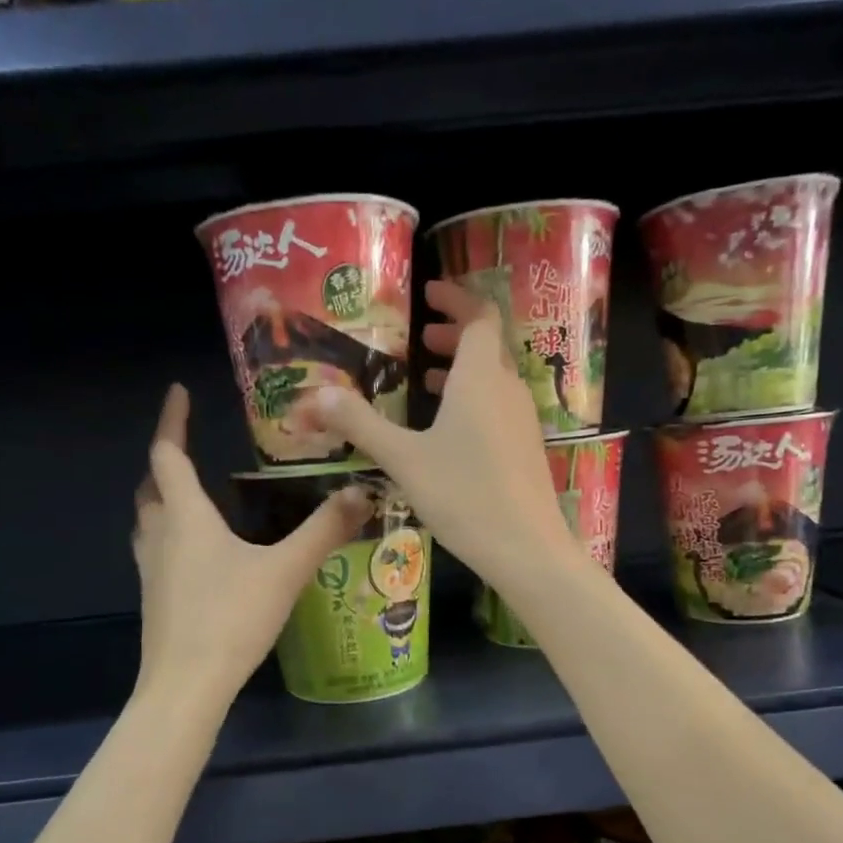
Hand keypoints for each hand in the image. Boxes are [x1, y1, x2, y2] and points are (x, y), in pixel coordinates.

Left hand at [133, 385, 371, 704]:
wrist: (186, 686)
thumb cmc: (231, 618)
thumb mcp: (285, 571)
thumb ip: (324, 530)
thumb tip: (361, 492)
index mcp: (186, 517)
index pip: (168, 455)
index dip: (171, 421)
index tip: (177, 392)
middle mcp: (160, 536)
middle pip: (151, 487)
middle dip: (165, 462)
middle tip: (188, 449)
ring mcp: (151, 571)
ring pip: (148, 521)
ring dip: (162, 500)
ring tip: (191, 496)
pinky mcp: (155, 599)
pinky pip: (156, 551)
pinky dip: (170, 536)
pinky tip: (198, 554)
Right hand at [299, 280, 580, 590]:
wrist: (526, 549)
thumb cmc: (463, 495)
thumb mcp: (403, 459)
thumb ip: (360, 424)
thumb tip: (316, 393)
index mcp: (480, 377)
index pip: (479, 316)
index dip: (456, 299)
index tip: (429, 293)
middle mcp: (507, 389)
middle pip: (488, 345)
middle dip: (455, 335)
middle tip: (421, 339)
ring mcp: (522, 420)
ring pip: (495, 378)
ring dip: (464, 370)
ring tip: (427, 380)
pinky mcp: (526, 448)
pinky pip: (500, 406)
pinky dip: (475, 399)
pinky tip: (450, 430)